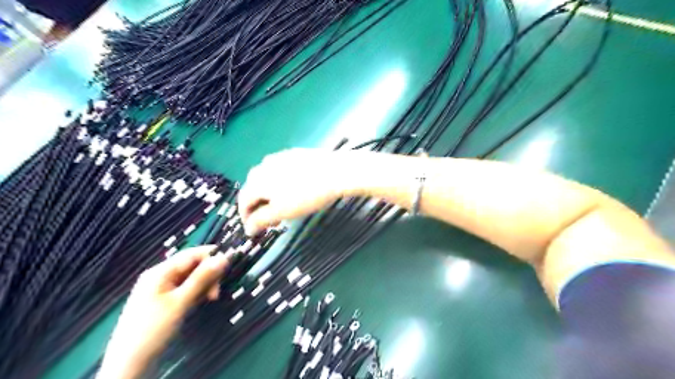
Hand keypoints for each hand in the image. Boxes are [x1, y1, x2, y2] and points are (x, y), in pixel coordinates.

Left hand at [96, 245, 230, 378]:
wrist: (128, 364)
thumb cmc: (153, 329)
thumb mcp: (180, 302)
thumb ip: (202, 278)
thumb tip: (223, 257)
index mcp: (160, 272)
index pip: (192, 254)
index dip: (211, 257)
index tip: (228, 267)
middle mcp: (160, 276)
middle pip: (192, 266)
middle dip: (208, 275)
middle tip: (216, 293)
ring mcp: (161, 289)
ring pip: (191, 278)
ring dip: (203, 285)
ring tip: (210, 299)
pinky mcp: (164, 300)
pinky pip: (185, 289)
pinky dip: (195, 293)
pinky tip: (199, 302)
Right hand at [239, 148, 367, 234]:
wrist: (336, 172)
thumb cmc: (307, 194)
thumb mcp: (282, 211)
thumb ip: (261, 220)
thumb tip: (248, 228)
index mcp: (257, 180)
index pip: (243, 200)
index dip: (246, 217)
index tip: (255, 229)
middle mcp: (263, 165)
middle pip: (254, 189)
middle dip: (260, 207)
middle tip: (273, 221)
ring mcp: (279, 157)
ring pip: (268, 179)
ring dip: (270, 195)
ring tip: (284, 207)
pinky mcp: (294, 154)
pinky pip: (280, 171)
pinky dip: (281, 184)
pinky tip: (294, 190)